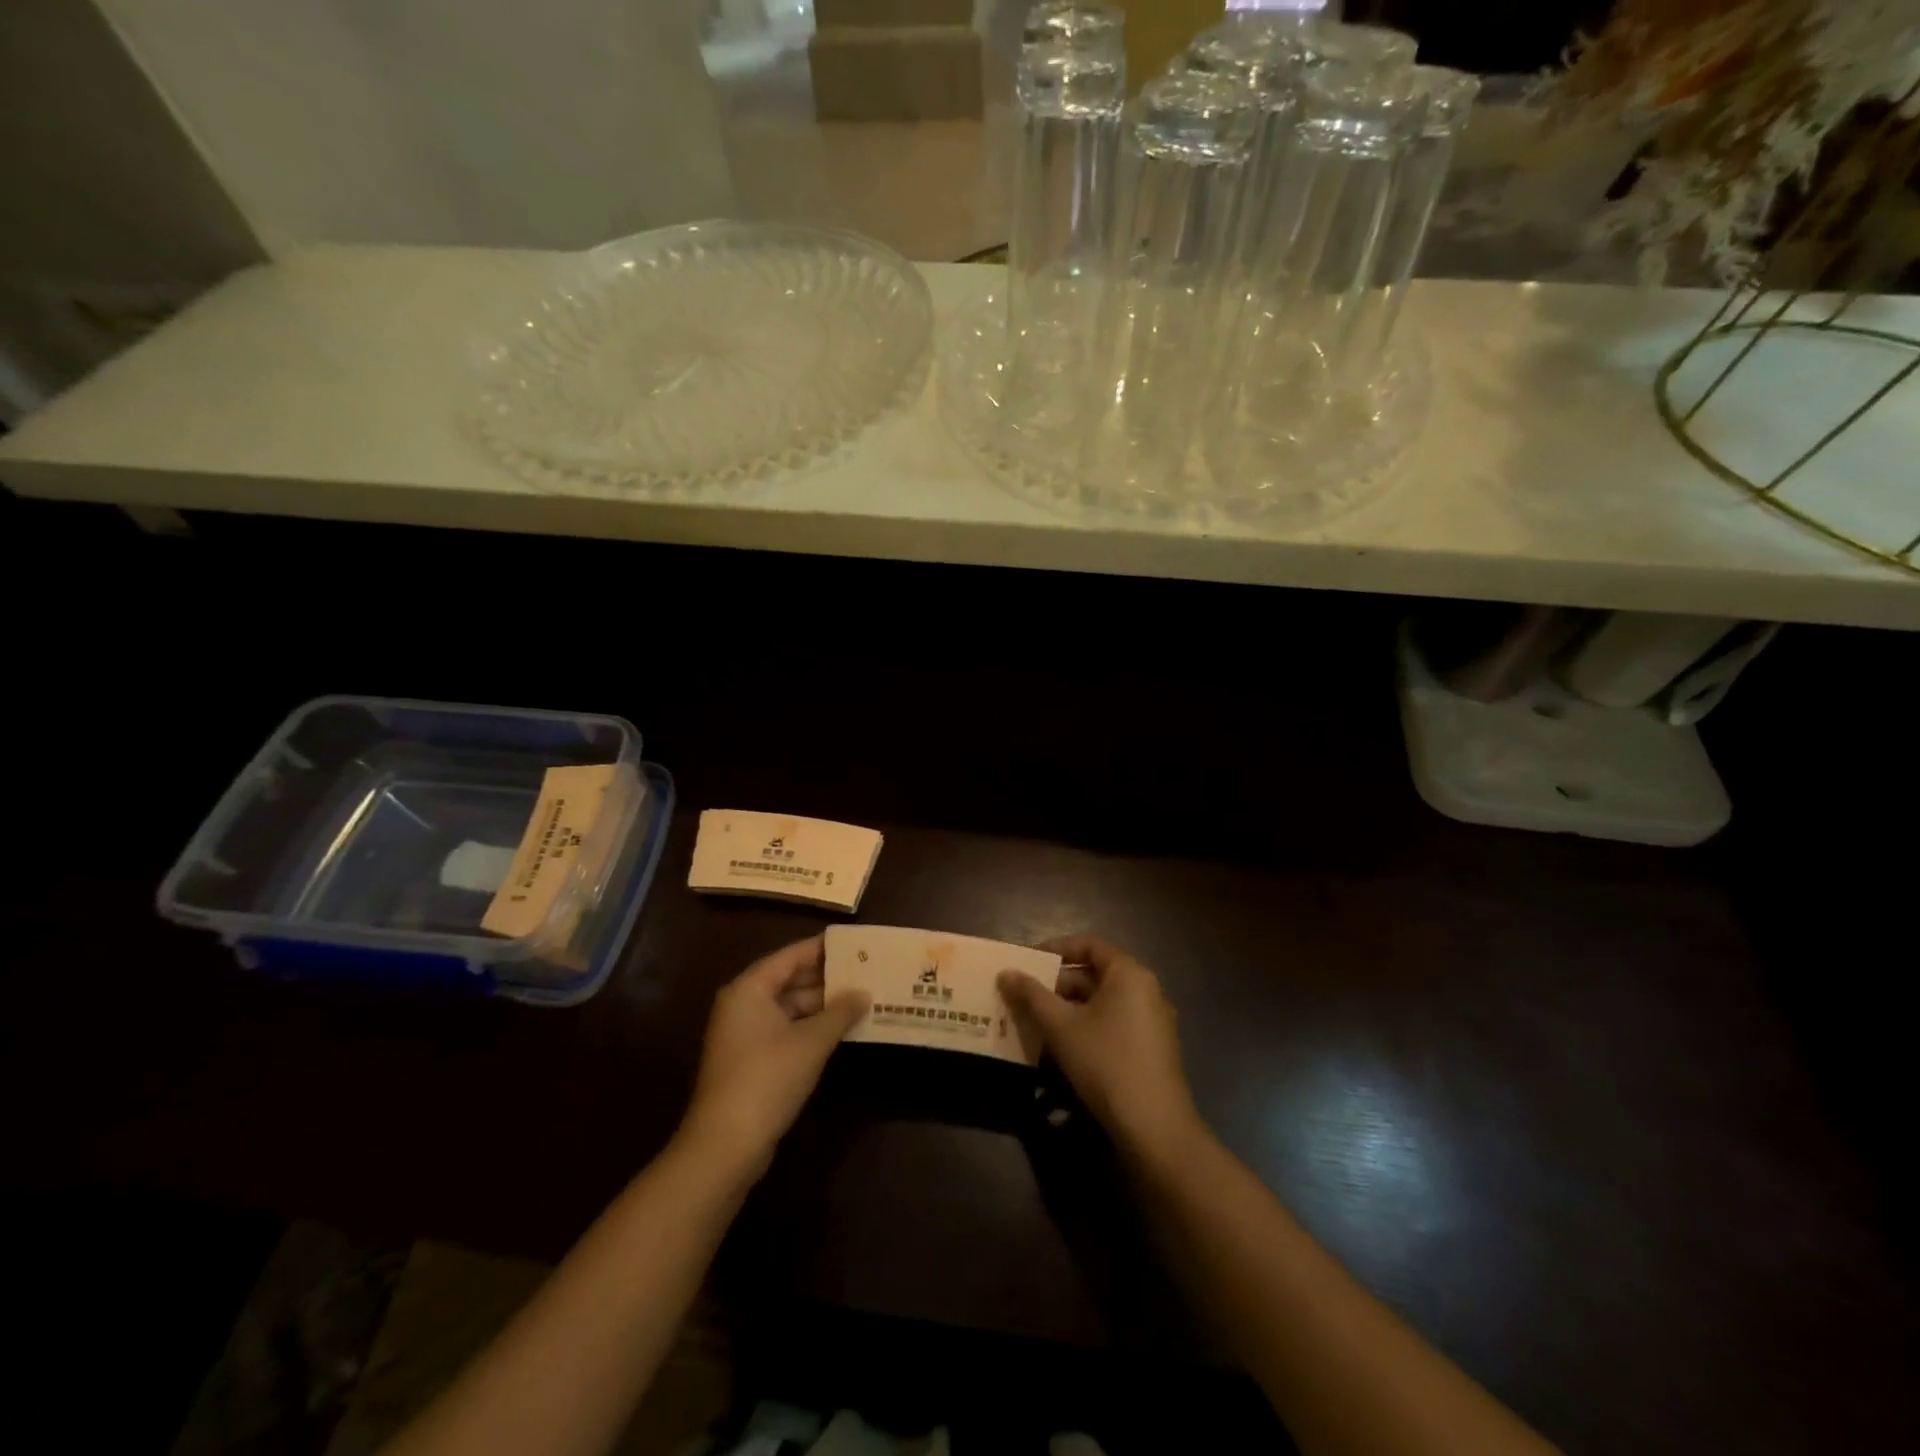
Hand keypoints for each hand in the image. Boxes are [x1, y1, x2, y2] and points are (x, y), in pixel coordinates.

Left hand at [681, 936, 868, 1171]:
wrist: (725, 1145)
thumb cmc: (768, 1079)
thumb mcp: (812, 1043)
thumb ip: (841, 1013)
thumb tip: (865, 994)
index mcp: (749, 989)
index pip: (792, 955)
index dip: (824, 949)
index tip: (856, 944)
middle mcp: (742, 1004)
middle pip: (789, 979)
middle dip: (826, 978)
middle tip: (865, 971)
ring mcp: (743, 1033)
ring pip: (788, 1006)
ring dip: (821, 1005)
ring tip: (861, 998)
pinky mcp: (749, 1059)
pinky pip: (784, 1029)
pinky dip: (810, 1026)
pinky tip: (840, 1029)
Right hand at [999, 935, 1203, 1159]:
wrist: (1154, 1126)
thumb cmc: (1105, 1062)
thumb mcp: (1061, 1026)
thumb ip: (1031, 995)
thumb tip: (1005, 973)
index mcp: (1129, 973)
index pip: (1089, 944)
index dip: (1055, 948)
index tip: (1027, 961)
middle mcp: (1147, 988)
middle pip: (1096, 973)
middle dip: (1058, 983)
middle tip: (1026, 995)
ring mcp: (1154, 1019)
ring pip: (1104, 1000)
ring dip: (1071, 1006)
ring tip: (1038, 1021)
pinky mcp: (1154, 1047)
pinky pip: (1116, 1021)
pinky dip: (1089, 1024)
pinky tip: (1066, 1046)